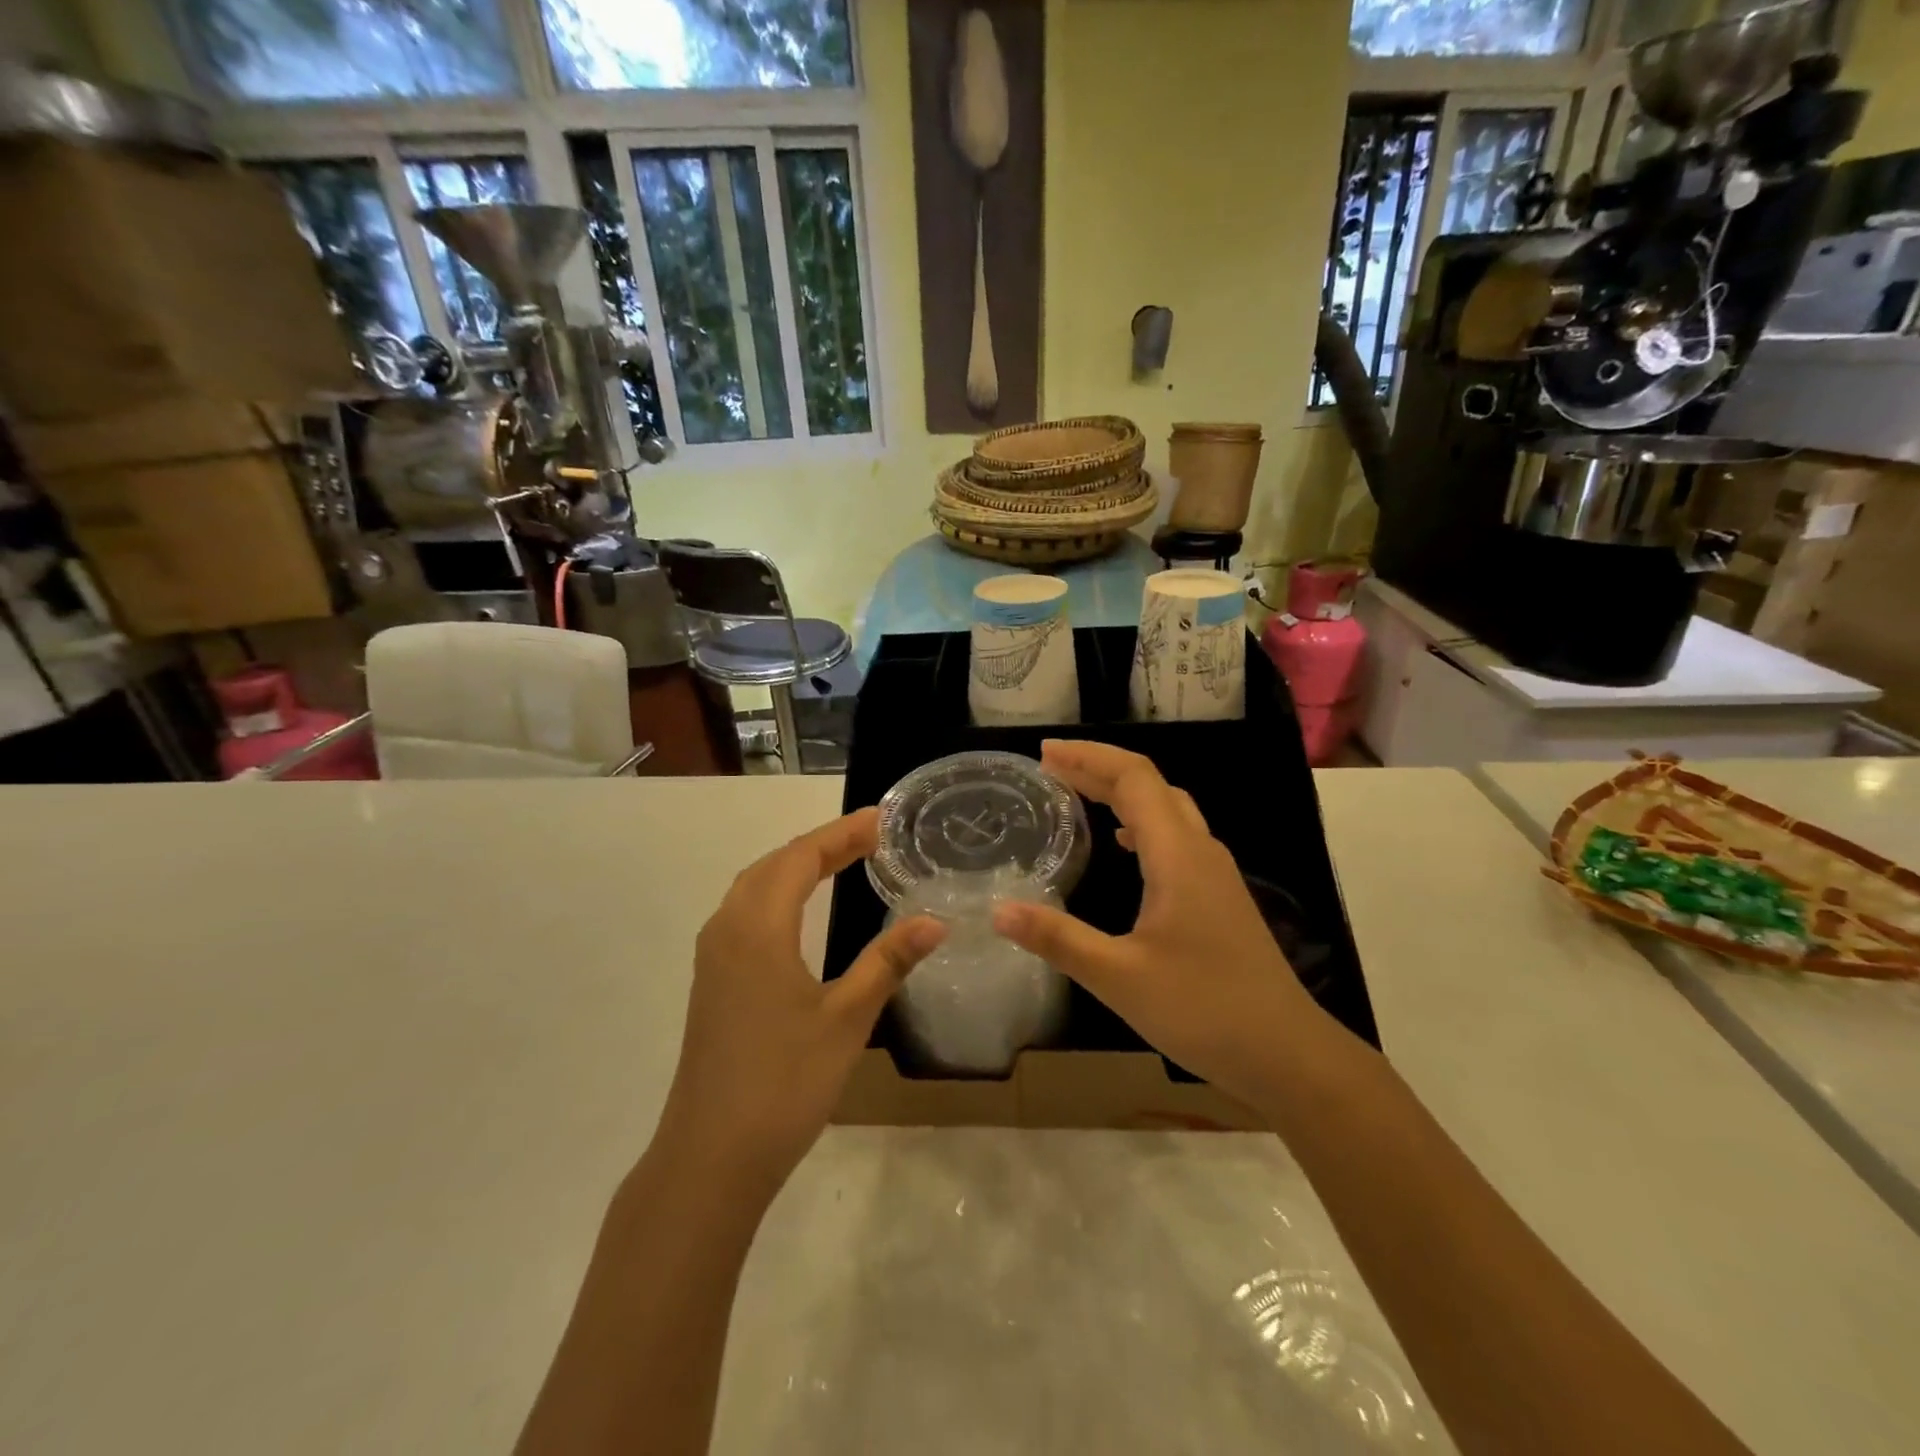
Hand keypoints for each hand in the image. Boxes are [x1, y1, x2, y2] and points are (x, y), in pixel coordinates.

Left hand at [658, 809, 945, 1195]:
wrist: (710, 1158)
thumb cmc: (783, 1083)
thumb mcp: (847, 1019)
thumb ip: (888, 962)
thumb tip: (935, 920)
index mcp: (757, 928)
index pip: (801, 859)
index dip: (841, 834)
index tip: (880, 820)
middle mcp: (727, 930)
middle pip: (773, 865)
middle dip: (821, 845)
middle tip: (869, 838)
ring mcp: (713, 957)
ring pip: (753, 887)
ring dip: (795, 866)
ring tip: (839, 861)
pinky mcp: (711, 982)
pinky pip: (744, 913)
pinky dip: (777, 893)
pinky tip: (798, 911)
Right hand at [992, 741, 1330, 1111]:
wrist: (1286, 1053)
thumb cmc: (1203, 1010)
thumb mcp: (1119, 977)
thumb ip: (1058, 939)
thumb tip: (998, 911)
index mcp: (1178, 856)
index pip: (1134, 778)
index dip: (1088, 758)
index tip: (1044, 755)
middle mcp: (1200, 851)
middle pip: (1150, 785)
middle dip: (1099, 768)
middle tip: (1050, 767)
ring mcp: (1215, 873)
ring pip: (1167, 808)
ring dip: (1122, 792)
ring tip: (1078, 793)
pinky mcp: (1219, 896)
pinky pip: (1177, 836)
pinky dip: (1142, 822)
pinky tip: (1125, 844)